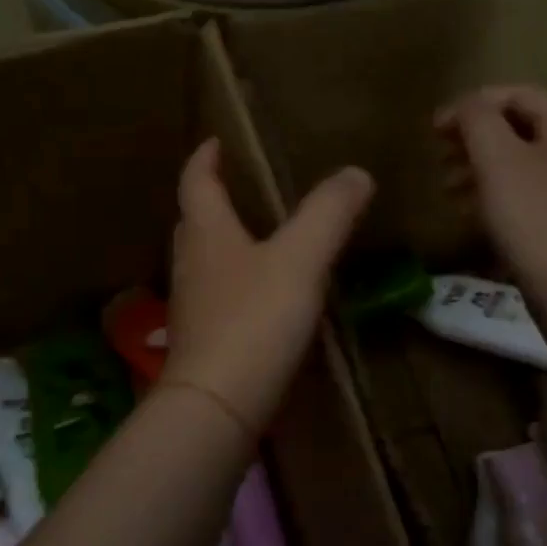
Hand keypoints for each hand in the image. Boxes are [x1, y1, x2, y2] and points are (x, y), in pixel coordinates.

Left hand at [163, 139, 373, 435]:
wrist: (217, 404)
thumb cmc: (254, 320)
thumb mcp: (300, 260)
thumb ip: (328, 214)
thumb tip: (355, 173)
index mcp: (207, 233)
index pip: (196, 182)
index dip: (204, 158)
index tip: (214, 142)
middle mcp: (191, 264)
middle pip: (193, 222)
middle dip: (210, 200)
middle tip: (235, 188)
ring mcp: (191, 306)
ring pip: (202, 262)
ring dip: (220, 244)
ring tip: (252, 238)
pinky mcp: (201, 342)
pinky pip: (215, 298)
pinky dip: (233, 285)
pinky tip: (258, 298)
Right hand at [435, 86, 546, 304]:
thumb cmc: (532, 216)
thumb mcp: (496, 158)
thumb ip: (476, 119)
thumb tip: (465, 105)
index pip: (516, 94)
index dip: (470, 106)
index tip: (433, 130)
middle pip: (519, 127)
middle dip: (473, 138)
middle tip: (439, 157)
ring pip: (520, 161)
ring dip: (479, 167)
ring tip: (448, 187)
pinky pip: (528, 190)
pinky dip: (496, 192)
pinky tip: (470, 211)